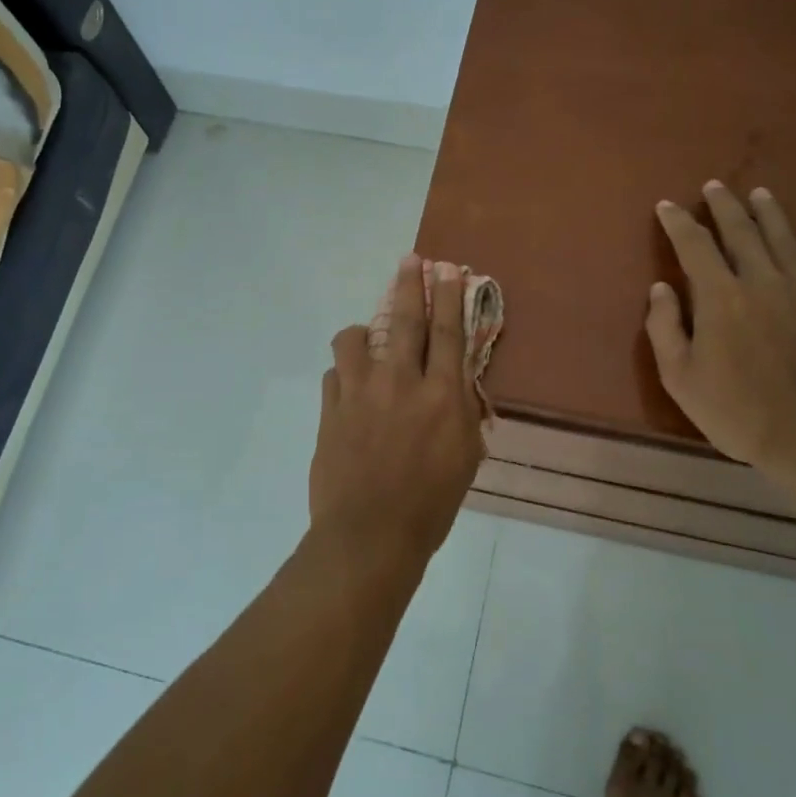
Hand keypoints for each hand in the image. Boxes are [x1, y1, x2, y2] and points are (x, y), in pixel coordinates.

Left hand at [310, 256, 484, 573]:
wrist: (370, 536)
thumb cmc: (431, 505)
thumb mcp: (465, 459)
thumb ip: (462, 414)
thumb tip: (455, 385)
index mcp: (441, 396)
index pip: (448, 332)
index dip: (448, 295)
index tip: (446, 268)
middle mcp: (400, 383)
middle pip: (405, 320)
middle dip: (409, 285)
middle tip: (409, 260)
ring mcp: (359, 393)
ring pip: (354, 339)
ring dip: (363, 333)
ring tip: (367, 342)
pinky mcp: (329, 411)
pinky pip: (333, 375)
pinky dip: (343, 376)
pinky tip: (349, 390)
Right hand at [646, 183, 795, 483]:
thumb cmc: (736, 412)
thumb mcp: (680, 378)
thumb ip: (664, 328)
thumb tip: (661, 288)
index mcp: (720, 297)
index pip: (695, 245)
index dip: (678, 222)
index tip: (667, 206)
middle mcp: (762, 282)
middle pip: (741, 233)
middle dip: (724, 206)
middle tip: (715, 186)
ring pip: (786, 241)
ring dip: (771, 214)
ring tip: (760, 194)